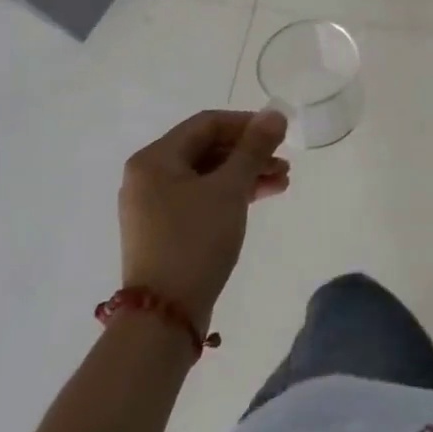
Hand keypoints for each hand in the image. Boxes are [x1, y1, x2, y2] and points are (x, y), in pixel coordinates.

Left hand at [118, 109, 288, 328]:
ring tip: (282, 182)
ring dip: (246, 174)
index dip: (246, 123)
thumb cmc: (194, 240)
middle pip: (207, 149)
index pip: (207, 124)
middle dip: (250, 153)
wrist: (164, 317)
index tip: (279, 134)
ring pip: (208, 175)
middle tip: (284, 161)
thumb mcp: (229, 189)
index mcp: (154, 159)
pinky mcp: (165, 230)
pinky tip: (262, 197)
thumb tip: (275, 114)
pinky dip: (231, 194)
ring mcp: (154, 206)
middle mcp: (148, 177)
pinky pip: (202, 198)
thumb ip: (254, 148)